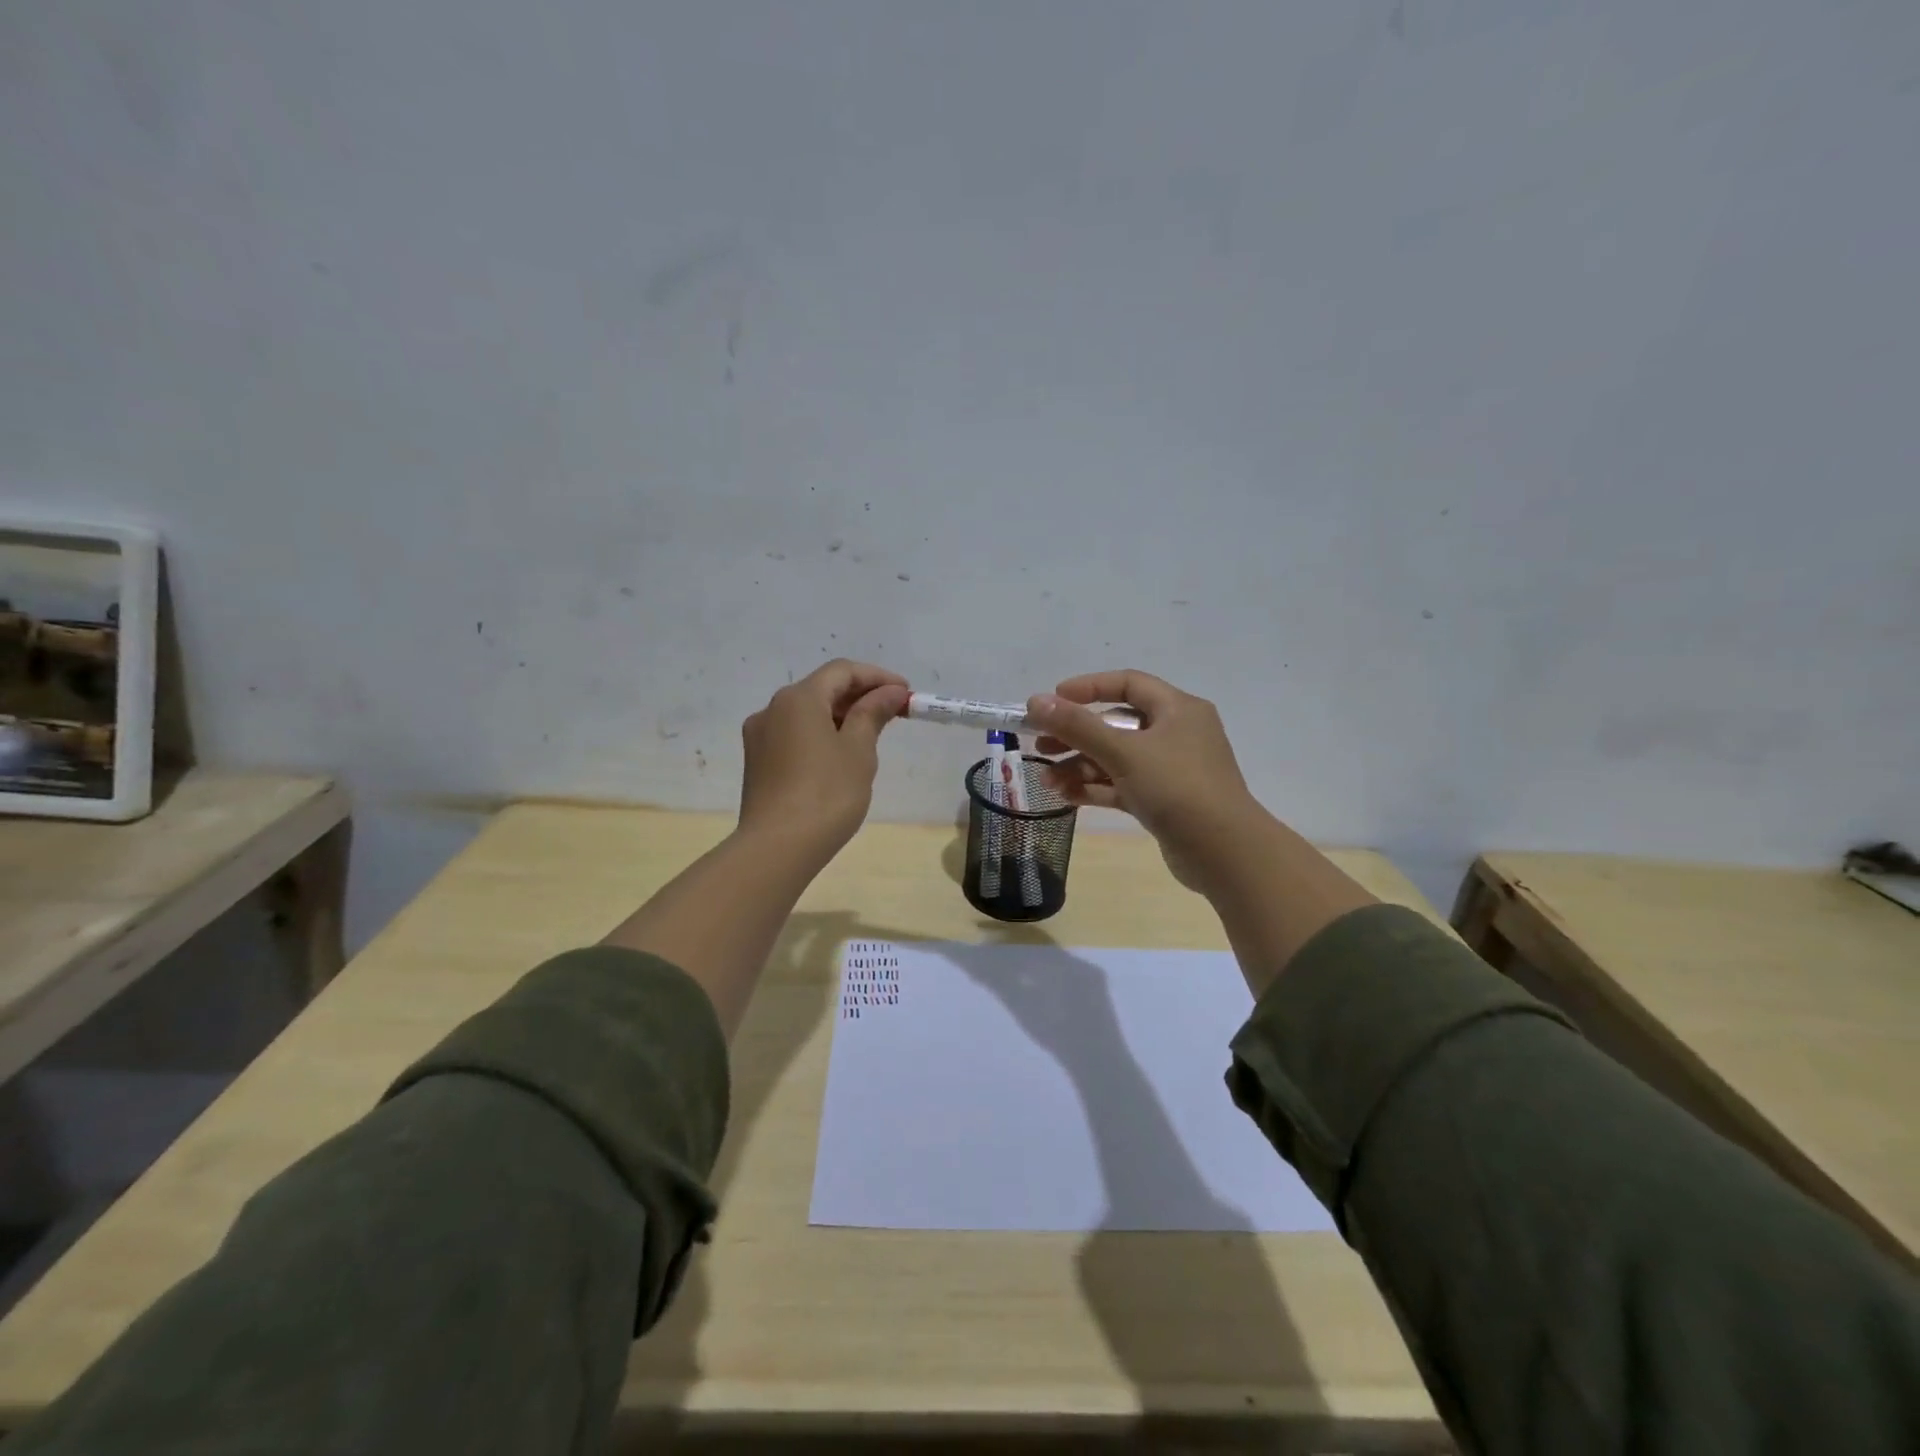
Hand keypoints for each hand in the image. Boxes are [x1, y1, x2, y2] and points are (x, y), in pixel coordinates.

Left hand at [739, 659, 908, 859]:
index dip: (877, 677)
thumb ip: (873, 713)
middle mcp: (772, 709)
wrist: (777, 848)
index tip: (906, 694)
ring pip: (807, 713)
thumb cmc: (826, 794)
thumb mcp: (858, 750)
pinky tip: (840, 755)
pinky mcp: (758, 762)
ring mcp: (760, 736)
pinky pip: (795, 734)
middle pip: (822, 689)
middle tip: (895, 713)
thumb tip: (890, 692)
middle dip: (860, 696)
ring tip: (872, 734)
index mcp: (798, 699)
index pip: (842, 671)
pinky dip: (821, 734)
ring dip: (841, 715)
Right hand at [1028, 669, 1265, 893]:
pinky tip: (1066, 797)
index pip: (1128, 684)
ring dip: (1081, 766)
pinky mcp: (1166, 801)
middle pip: (1118, 724)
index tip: (1052, 700)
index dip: (1088, 687)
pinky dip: (1097, 788)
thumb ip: (1077, 726)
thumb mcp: (1123, 752)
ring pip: (1118, 758)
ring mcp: (1172, 770)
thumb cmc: (1176, 787)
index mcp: (1178, 709)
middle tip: (1041, 746)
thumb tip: (1035, 701)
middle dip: (1076, 735)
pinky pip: (1124, 785)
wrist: (1224, 853)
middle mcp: (1177, 734)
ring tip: (1047, 781)